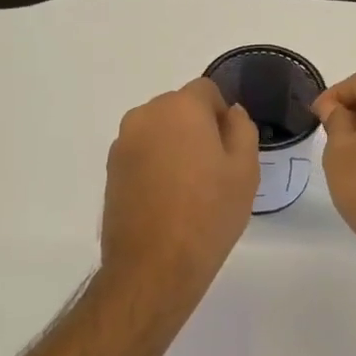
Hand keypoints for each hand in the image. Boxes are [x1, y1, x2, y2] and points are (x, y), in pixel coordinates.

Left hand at [100, 76, 259, 308]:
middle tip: (214, 171)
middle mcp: (145, 116)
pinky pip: (141, 154)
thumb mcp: (245, 169)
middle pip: (179, 108)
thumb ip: (242, 129)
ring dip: (174, 147)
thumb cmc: (209, 213)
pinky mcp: (110, 171)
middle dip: (197, 128)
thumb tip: (230, 114)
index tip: (230, 149)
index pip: (206, 90)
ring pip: (158, 131)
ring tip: (189, 189)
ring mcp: (122, 144)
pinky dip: (155, 166)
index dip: (222, 115)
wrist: (154, 265)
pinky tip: (167, 201)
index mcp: (180, 108)